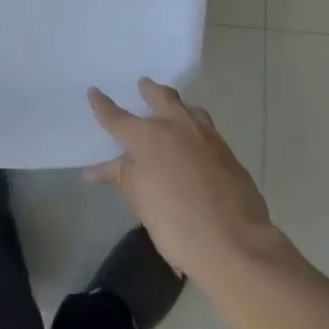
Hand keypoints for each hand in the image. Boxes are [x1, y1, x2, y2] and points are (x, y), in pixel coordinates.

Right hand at [87, 78, 277, 281]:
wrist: (234, 242)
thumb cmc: (176, 223)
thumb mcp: (140, 200)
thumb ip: (120, 176)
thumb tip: (95, 169)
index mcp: (149, 137)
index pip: (118, 117)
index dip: (103, 105)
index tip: (94, 92)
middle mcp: (178, 127)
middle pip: (162, 97)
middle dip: (150, 90)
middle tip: (143, 85)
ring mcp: (207, 137)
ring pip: (190, 109)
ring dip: (178, 105)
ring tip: (172, 110)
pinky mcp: (228, 153)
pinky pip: (207, 129)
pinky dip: (196, 127)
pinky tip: (195, 143)